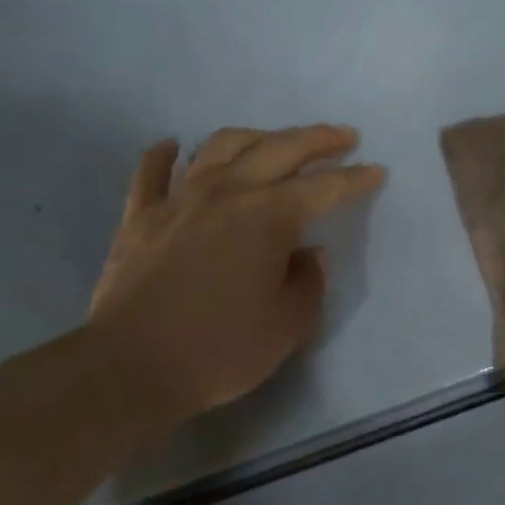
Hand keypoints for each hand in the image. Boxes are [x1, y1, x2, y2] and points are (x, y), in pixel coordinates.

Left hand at [86, 124, 384, 430]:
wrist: (129, 368)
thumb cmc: (219, 348)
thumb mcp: (288, 325)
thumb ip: (309, 282)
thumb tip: (307, 255)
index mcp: (269, 216)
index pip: (324, 187)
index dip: (355, 178)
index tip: (376, 171)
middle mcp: (227, 192)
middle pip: (279, 149)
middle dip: (317, 139)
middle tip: (342, 137)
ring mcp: (179, 199)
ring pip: (221, 147)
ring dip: (256, 137)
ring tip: (274, 140)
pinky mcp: (140, 216)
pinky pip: (151, 173)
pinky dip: (164, 154)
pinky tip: (173, 146)